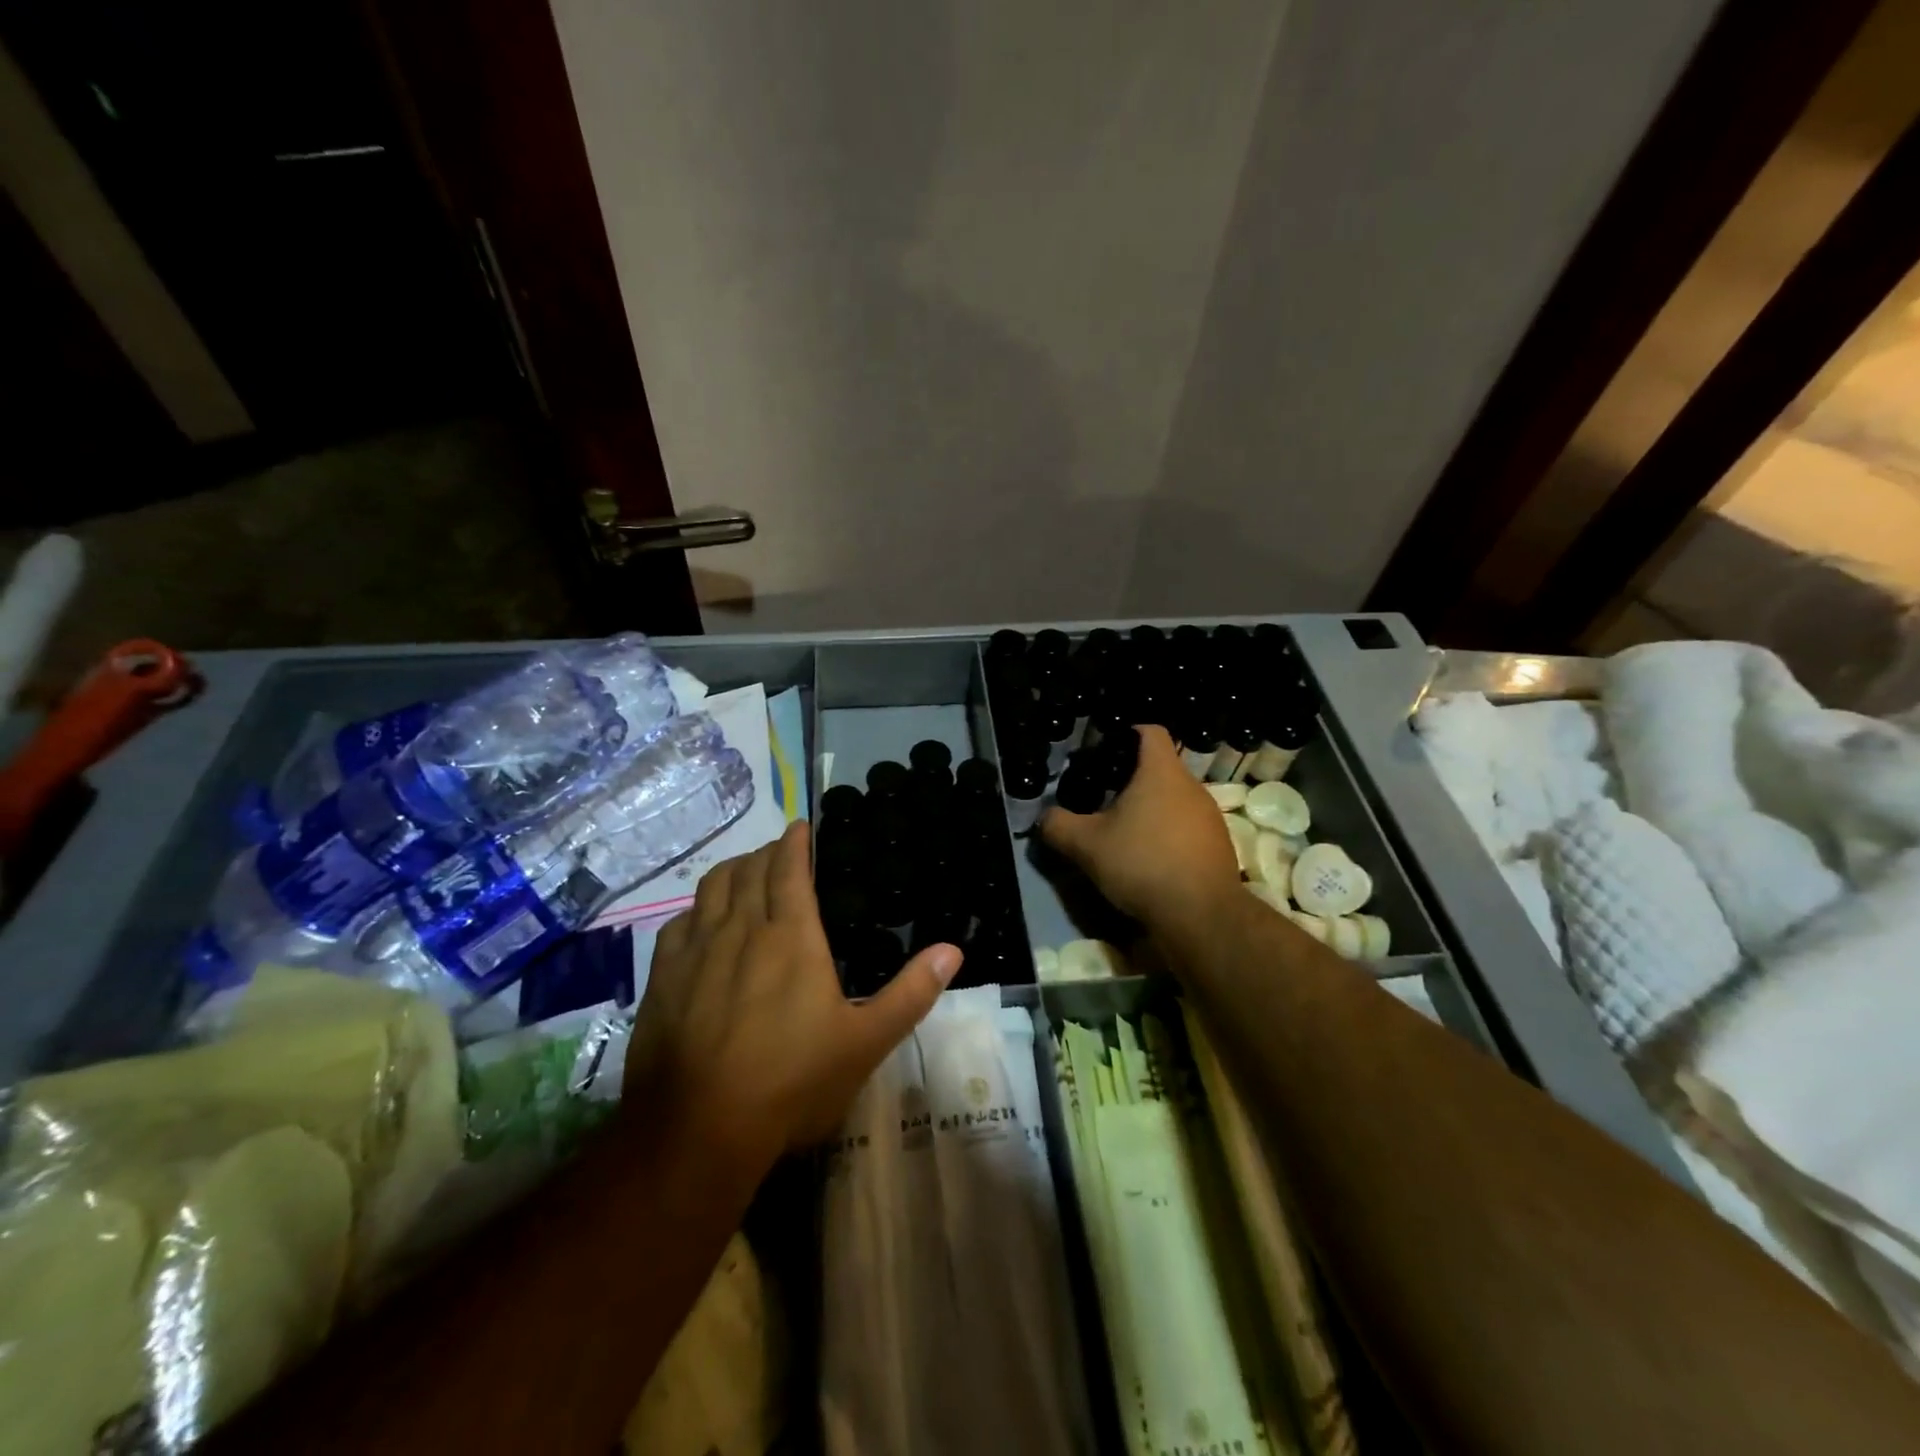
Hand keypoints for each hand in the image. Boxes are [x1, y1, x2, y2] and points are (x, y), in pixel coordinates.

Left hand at [627, 820, 961, 1174]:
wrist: (698, 1131)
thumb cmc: (792, 1082)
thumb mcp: (866, 1043)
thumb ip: (911, 994)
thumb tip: (953, 950)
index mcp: (791, 936)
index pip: (789, 868)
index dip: (795, 842)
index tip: (800, 826)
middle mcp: (741, 929)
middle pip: (749, 870)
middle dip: (766, 853)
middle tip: (780, 853)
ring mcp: (696, 952)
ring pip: (711, 888)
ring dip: (731, 871)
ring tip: (745, 874)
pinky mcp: (663, 978)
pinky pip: (679, 923)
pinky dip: (696, 910)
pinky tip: (701, 923)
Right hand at [1040, 724, 1241, 933]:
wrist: (1201, 915)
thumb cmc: (1142, 863)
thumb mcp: (1086, 845)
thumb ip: (1058, 825)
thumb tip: (1045, 817)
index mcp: (1161, 772)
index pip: (1150, 731)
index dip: (1127, 733)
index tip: (1105, 751)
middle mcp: (1191, 787)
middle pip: (1161, 768)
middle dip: (1133, 780)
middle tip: (1103, 799)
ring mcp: (1210, 817)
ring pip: (1175, 800)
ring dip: (1151, 811)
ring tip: (1125, 834)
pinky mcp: (1219, 846)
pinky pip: (1188, 829)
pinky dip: (1168, 836)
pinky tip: (1150, 861)